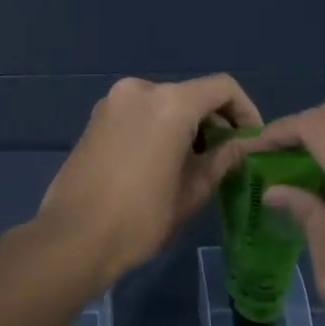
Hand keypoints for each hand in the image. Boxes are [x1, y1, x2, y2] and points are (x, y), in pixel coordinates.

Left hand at [37, 75, 261, 283]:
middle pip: (191, 95)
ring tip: (194, 165)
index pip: (222, 88)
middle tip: (225, 158)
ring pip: (163, 104)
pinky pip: (139, 114)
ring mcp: (112, 102)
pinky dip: (158, 128)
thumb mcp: (192, 191)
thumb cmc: (141, 217)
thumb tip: (240, 146)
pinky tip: (161, 163)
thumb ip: (222, 160)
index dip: (245, 110)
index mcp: (170, 102)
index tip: (251, 140)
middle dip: (213, 122)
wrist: (73, 237)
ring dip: (185, 126)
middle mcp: (140, 90)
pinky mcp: (95, 118)